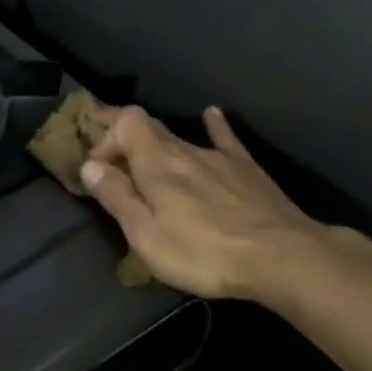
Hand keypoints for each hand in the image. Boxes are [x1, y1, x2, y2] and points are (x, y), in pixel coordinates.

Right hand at [79, 105, 326, 300]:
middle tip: (106, 150)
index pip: (125, 122)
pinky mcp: (246, 170)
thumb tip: (89, 165)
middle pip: (149, 126)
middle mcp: (185, 150)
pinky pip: (225, 139)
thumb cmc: (204, 252)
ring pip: (180, 137)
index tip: (95, 165)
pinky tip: (212, 114)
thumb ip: (117, 197)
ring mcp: (218, 157)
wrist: (282, 256)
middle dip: (123, 133)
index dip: (106, 134)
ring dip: (156, 142)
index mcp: (156, 163)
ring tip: (144, 153)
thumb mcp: (147, 235)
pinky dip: (214, 126)